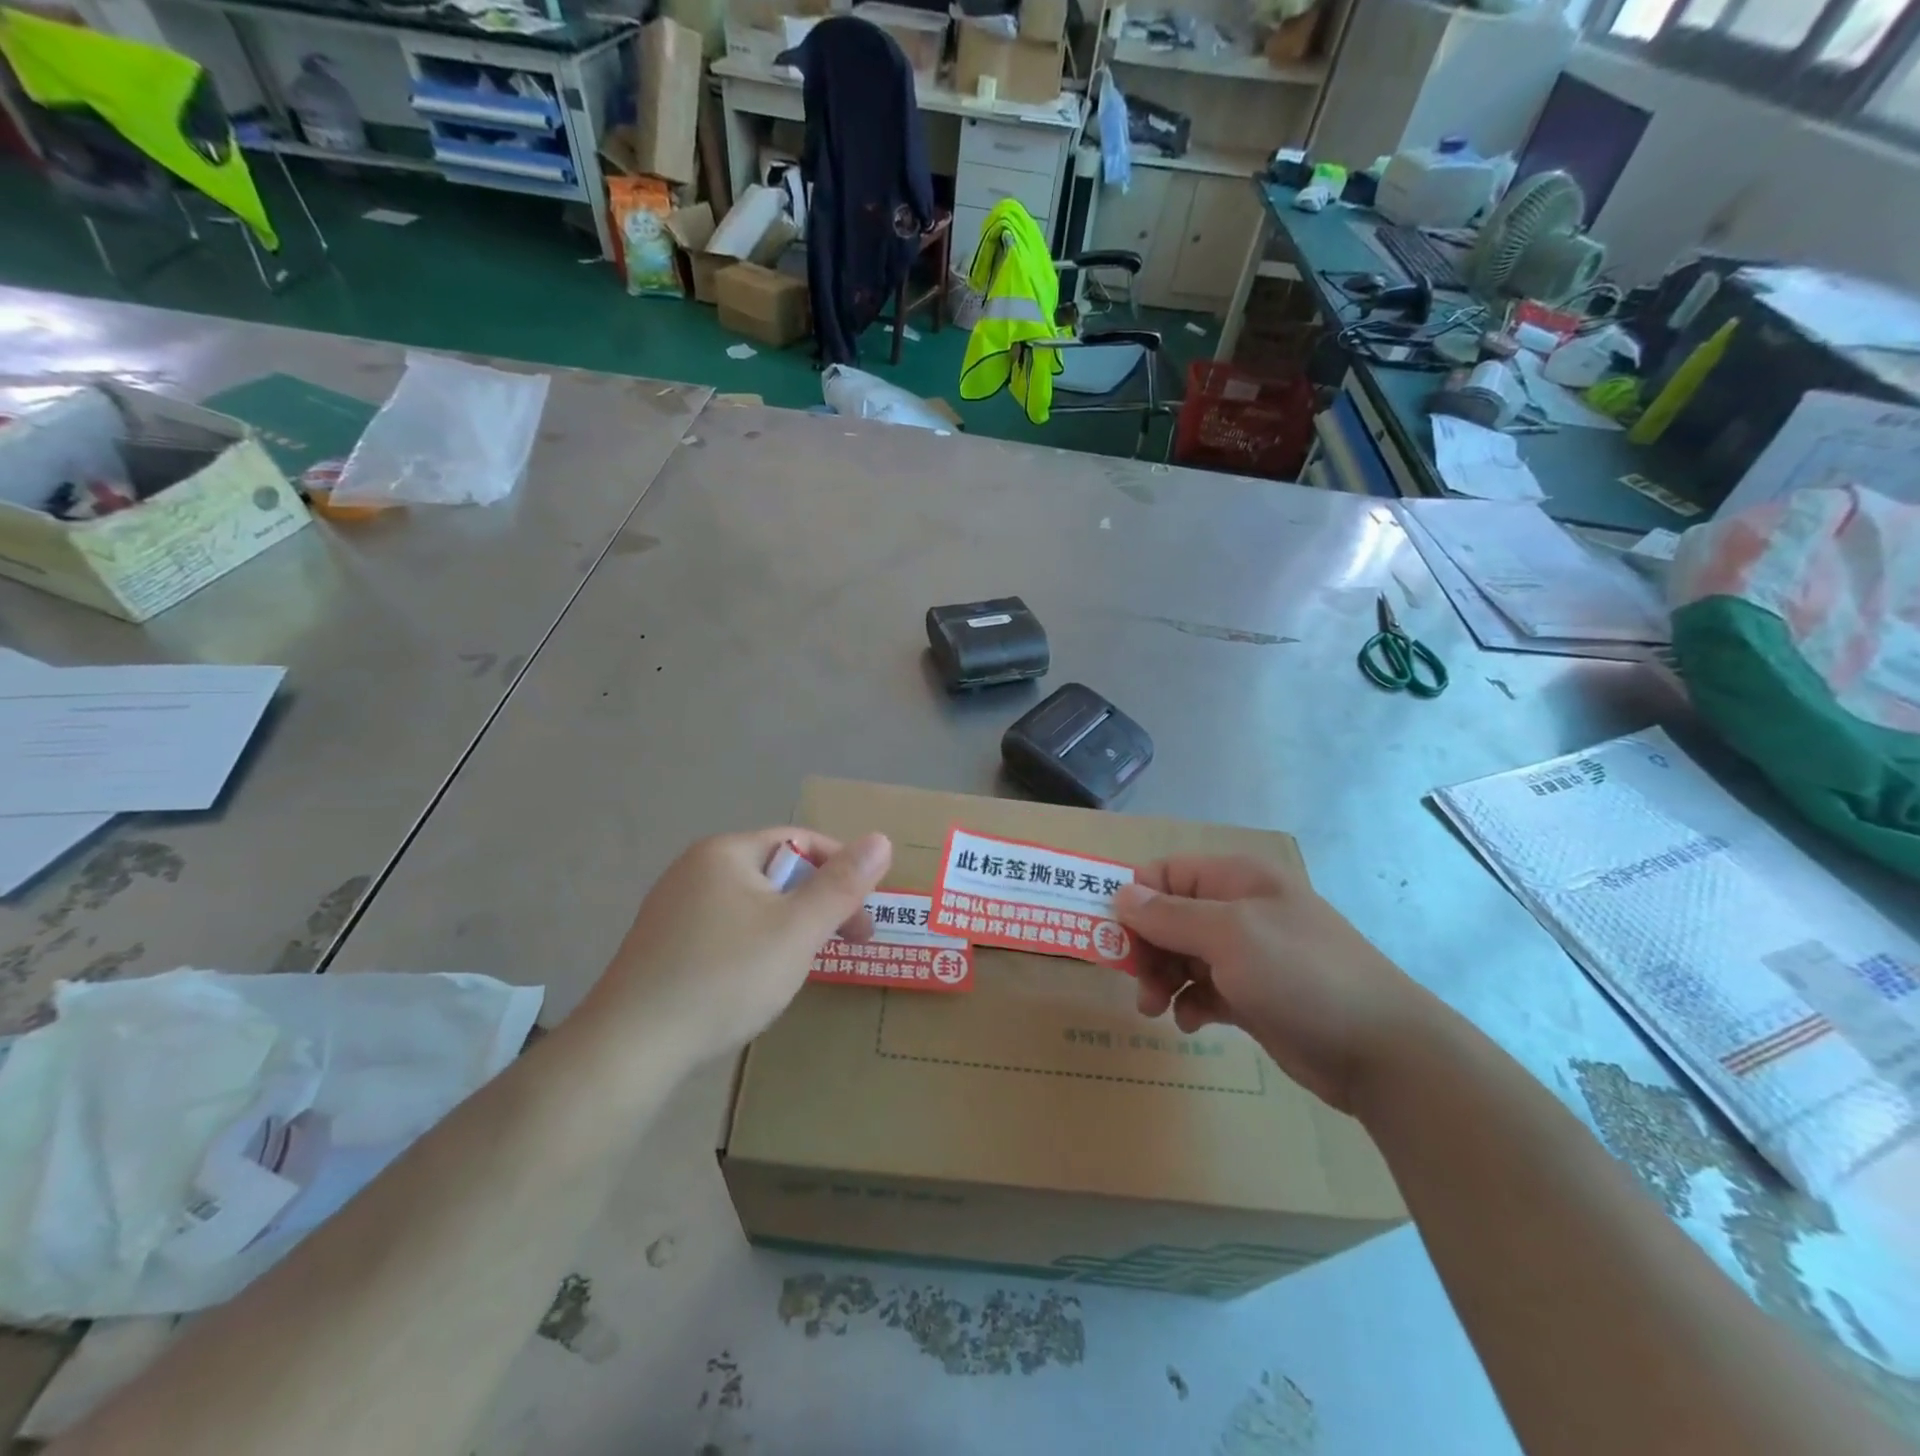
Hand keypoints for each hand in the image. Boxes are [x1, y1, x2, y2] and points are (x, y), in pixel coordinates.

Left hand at [581, 827, 892, 1068]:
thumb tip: (881, 839)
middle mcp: (695, 868)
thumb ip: (842, 885)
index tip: (865, 911)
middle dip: (817, 903)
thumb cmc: (725, 977)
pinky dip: (754, 944)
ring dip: (788, 926)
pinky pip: (725, 928)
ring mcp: (673, 907)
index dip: (841, 868)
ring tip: (804, 965)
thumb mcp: (797, 930)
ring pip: (752, 904)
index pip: (801, 841)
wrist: (629, 1048)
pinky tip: (755, 981)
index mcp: (727, 852)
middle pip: (776, 872)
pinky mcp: (661, 944)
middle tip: (849, 942)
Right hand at [1114, 856, 1434, 1113]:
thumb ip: (1169, 915)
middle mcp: (1240, 909)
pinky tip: (1191, 1023)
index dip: (1135, 900)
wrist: (1383, 1052)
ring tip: (1156, 1009)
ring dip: (1162, 978)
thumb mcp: (1229, 936)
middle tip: (1136, 983)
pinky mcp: (1254, 995)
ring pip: (1181, 955)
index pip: (1165, 873)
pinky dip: (1190, 1002)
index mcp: (1236, 879)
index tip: (1114, 938)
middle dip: (1146, 947)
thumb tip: (1121, 895)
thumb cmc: (1301, 976)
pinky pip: (1203, 988)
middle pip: (1168, 916)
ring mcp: (1249, 954)